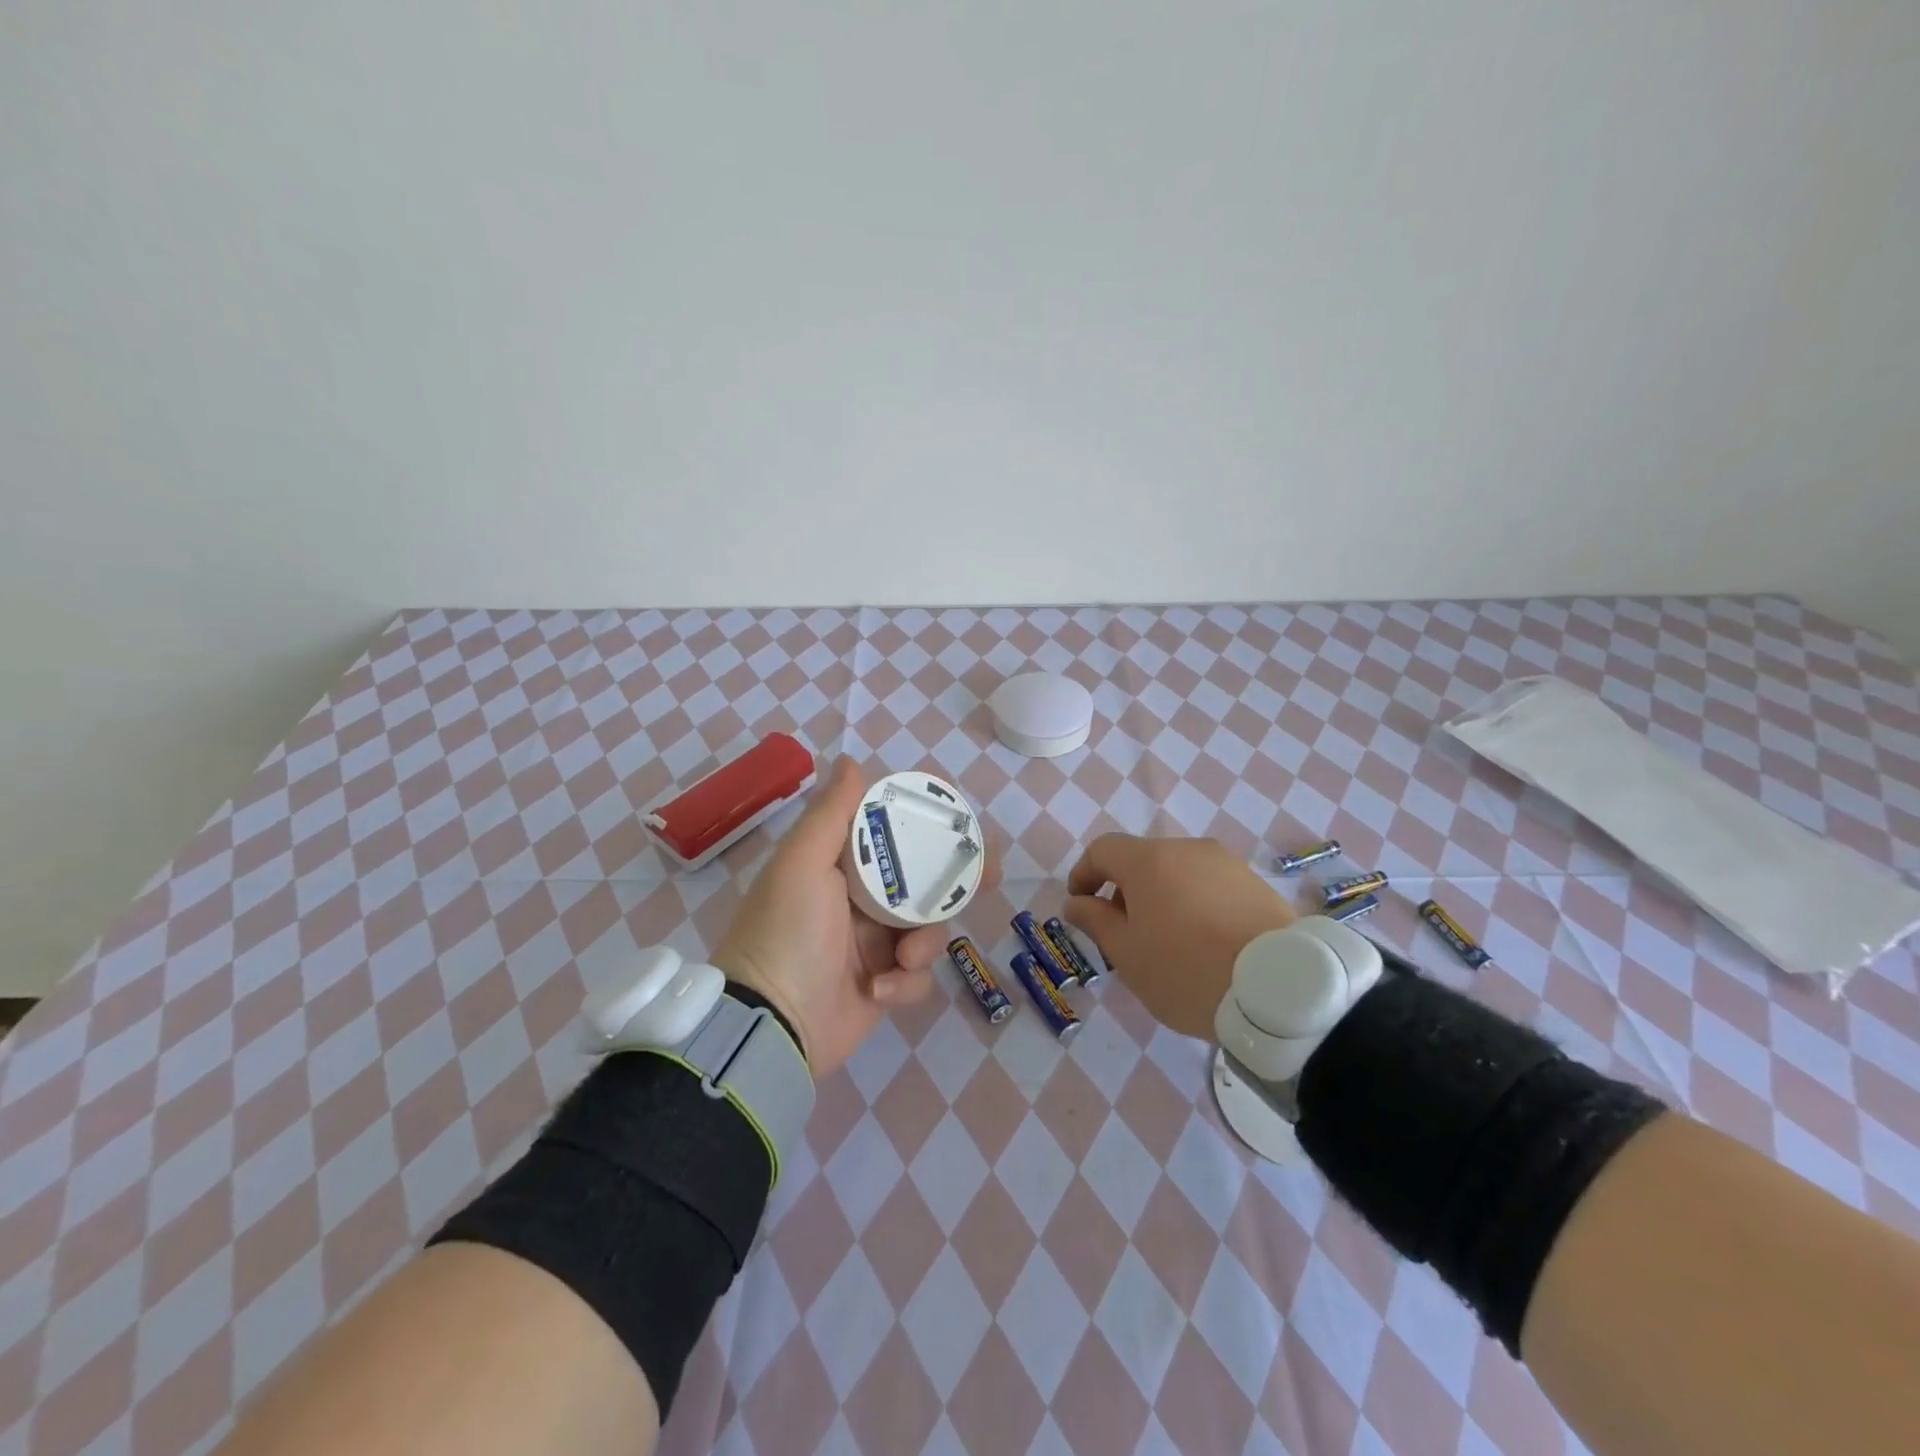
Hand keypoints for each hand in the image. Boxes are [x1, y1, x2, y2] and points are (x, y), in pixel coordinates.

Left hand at [713, 757, 986, 1076]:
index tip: (960, 817)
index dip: (928, 820)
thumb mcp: (803, 863)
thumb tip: (853, 761)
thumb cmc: (788, 931)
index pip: (893, 829)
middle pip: (924, 876)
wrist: (771, 1026)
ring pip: (928, 926)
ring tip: (904, 955)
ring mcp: (874, 944)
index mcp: (840, 865)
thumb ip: (832, 813)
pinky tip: (879, 990)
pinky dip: (905, 981)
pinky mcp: (884, 984)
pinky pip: (916, 974)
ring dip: (925, 940)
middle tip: (988, 875)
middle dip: (957, 877)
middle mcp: (860, 899)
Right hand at [1062, 834, 1294, 1039]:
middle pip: (1142, 861)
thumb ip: (1096, 921)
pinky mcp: (1255, 883)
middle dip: (1124, 891)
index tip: (1081, 906)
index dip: (1084, 874)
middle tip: (1124, 935)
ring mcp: (1226, 863)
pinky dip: (1194, 904)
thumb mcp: (1127, 954)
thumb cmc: (1186, 970)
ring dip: (1161, 898)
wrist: (1277, 986)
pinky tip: (1204, 943)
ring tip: (1167, 943)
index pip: (1103, 850)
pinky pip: (1209, 886)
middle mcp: (1186, 849)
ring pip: (1178, 873)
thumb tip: (1076, 902)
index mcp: (1149, 860)